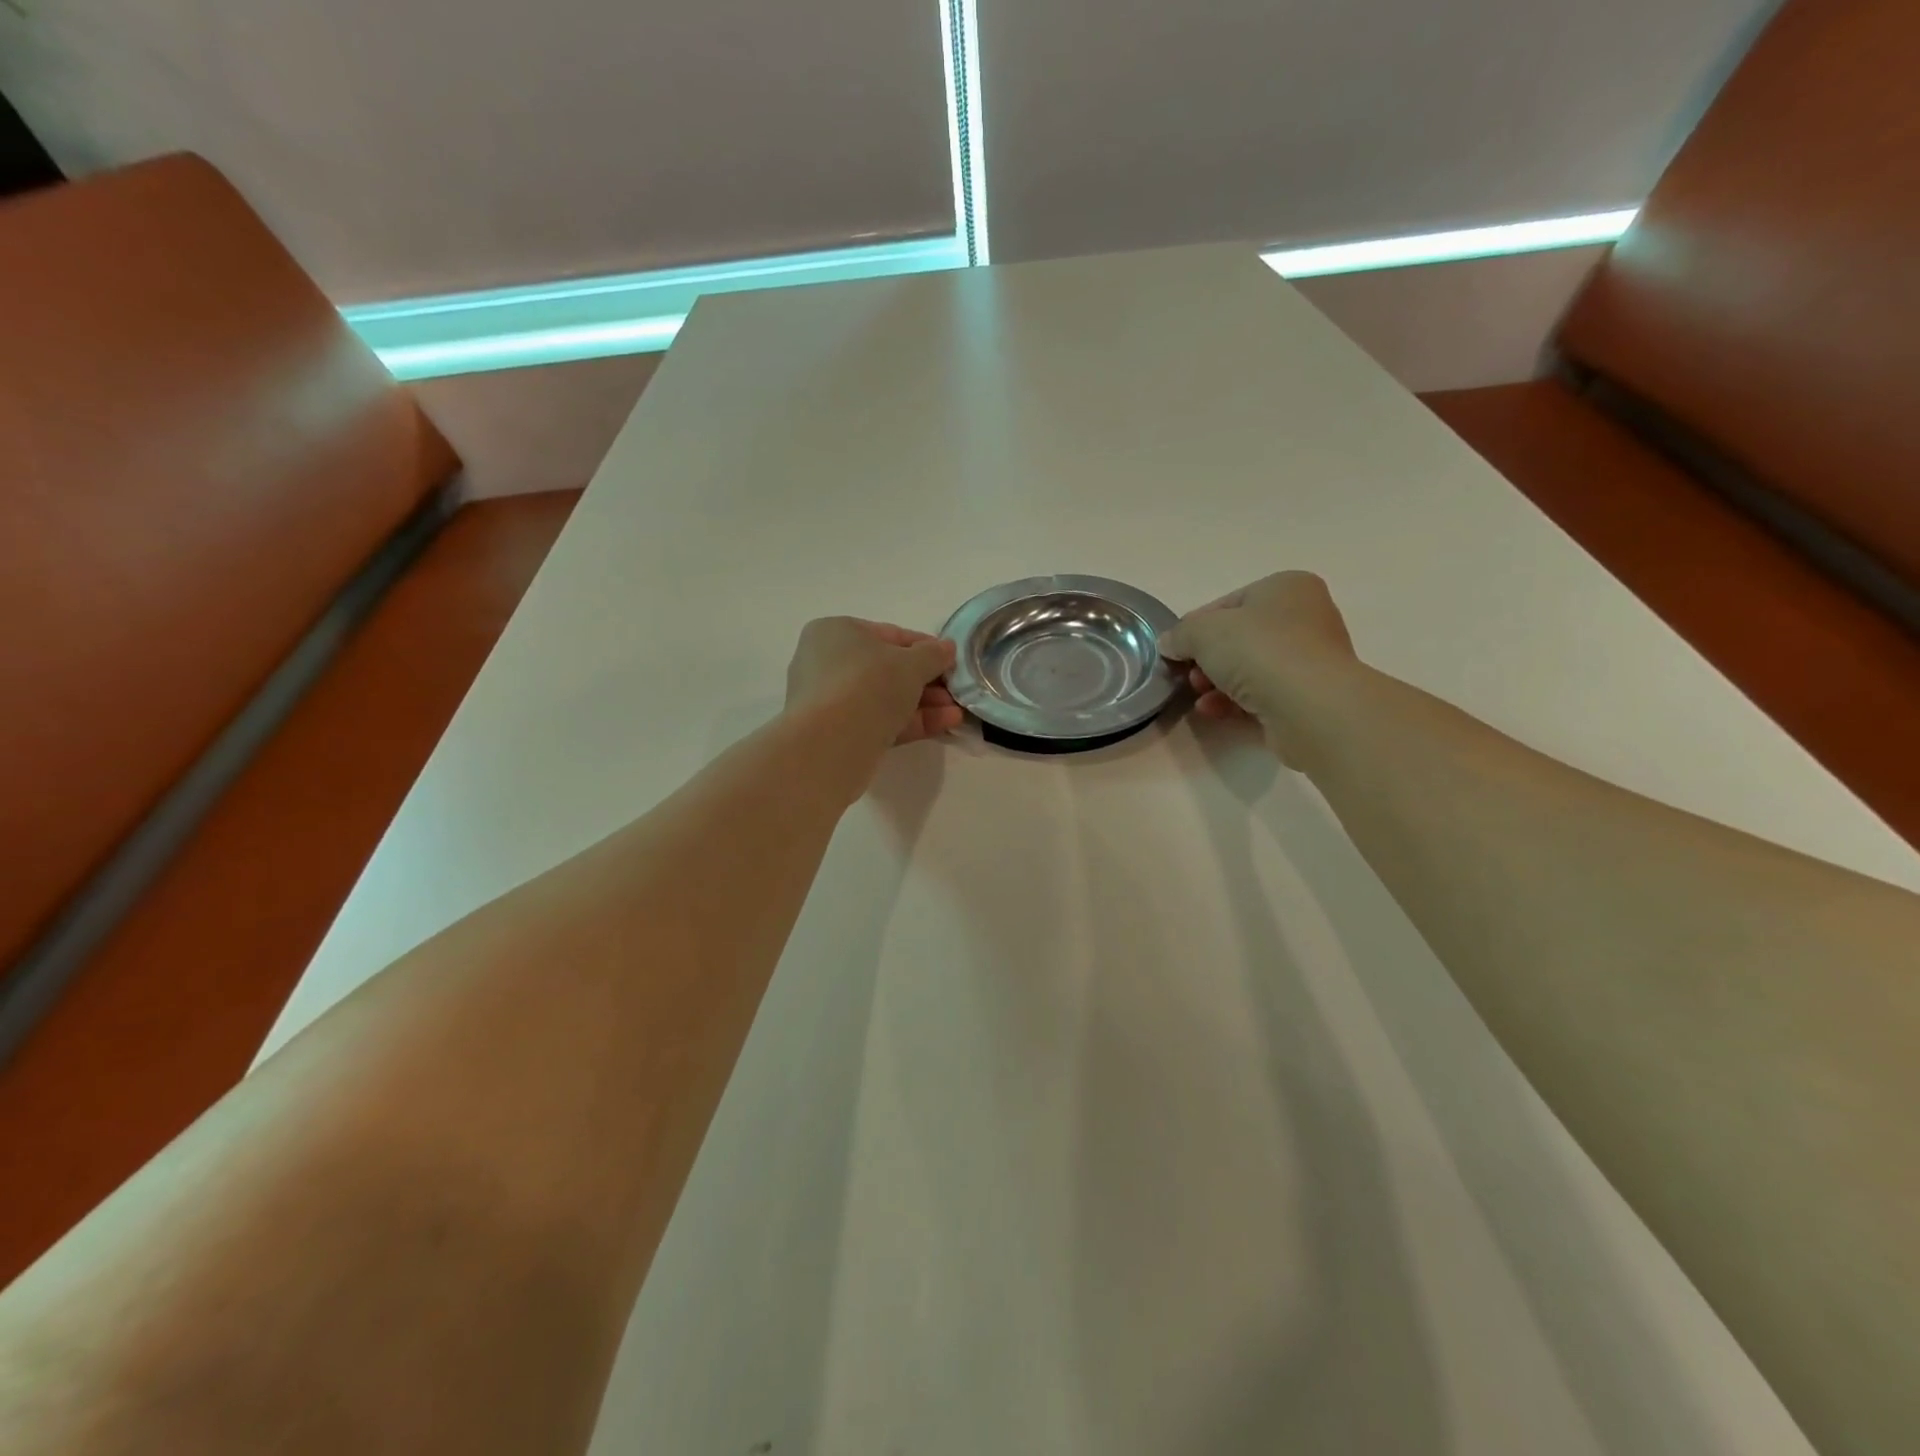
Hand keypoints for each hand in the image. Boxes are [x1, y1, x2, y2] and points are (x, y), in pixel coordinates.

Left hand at [785, 617, 963, 747]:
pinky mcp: (839, 733)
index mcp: (836, 632)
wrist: (831, 744)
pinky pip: (880, 721)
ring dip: (924, 703)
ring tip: (957, 711)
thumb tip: (947, 648)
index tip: (952, 660)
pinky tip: (945, 724)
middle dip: (927, 681)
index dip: (925, 647)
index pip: (889, 635)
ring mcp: (831, 701)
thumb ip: (933, 654)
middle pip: (888, 670)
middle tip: (956, 691)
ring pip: (885, 698)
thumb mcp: (911, 664)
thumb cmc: (869, 684)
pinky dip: (911, 721)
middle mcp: (827, 662)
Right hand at [1159, 572, 1361, 765]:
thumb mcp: (1203, 631)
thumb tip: (1169, 643)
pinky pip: (1262, 695)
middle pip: (1239, 638)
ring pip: (1250, 669)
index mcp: (1287, 587)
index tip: (1176, 649)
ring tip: (1198, 695)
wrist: (1310, 706)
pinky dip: (1235, 702)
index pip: (1228, 604)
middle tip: (1188, 675)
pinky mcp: (1309, 697)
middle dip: (1207, 659)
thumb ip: (1181, 634)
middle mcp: (1305, 617)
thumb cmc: (1259, 651)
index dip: (1196, 627)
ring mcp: (1310, 660)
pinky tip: (1213, 711)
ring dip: (1217, 683)